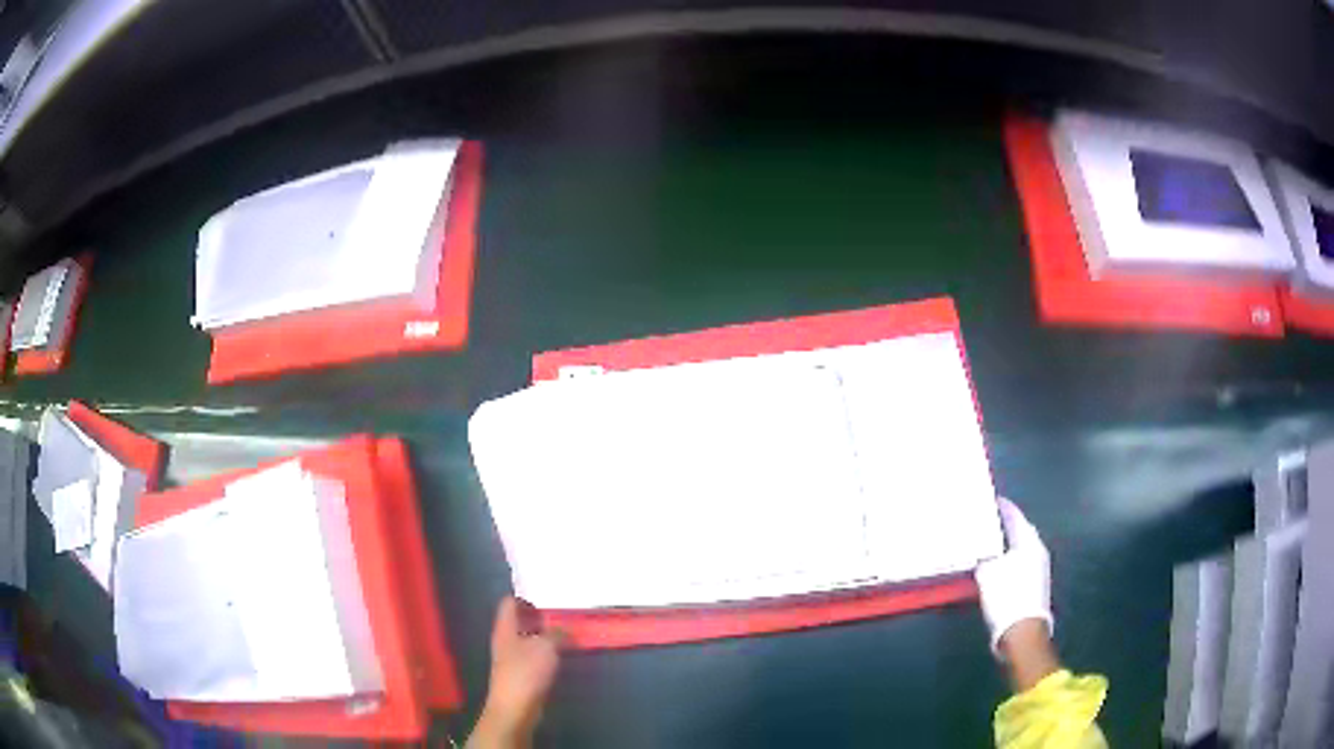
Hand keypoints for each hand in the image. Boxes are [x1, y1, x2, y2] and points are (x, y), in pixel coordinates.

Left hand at [468, 597, 564, 748]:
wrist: (515, 708)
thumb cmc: (526, 672)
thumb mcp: (546, 647)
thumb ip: (557, 634)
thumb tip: (566, 630)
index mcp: (505, 628)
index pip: (509, 602)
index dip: (525, 595)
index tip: (547, 594)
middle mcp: (506, 639)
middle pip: (520, 620)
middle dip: (540, 616)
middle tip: (563, 611)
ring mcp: (512, 657)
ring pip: (529, 638)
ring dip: (546, 635)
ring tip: (568, 631)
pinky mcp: (521, 673)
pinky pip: (534, 655)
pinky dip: (547, 652)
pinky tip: (563, 653)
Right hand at [975, 498, 1052, 656]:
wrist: (1022, 632)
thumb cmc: (1007, 597)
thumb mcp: (988, 573)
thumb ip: (983, 555)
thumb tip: (979, 547)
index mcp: (1029, 543)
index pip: (1016, 517)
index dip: (1003, 508)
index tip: (991, 499)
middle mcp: (1038, 551)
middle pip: (1021, 531)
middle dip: (1006, 526)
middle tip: (988, 520)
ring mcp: (1039, 569)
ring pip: (1021, 548)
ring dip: (1007, 544)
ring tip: (989, 541)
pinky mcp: (1035, 585)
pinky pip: (1020, 562)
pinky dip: (1009, 558)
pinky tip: (997, 564)